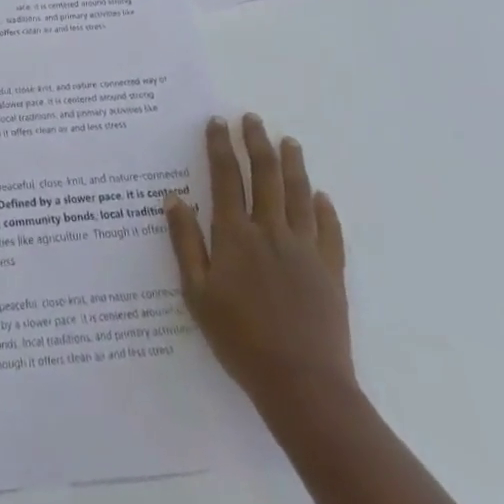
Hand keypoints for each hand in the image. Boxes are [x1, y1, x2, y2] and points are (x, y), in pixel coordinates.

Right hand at [167, 115, 353, 423]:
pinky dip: (324, 208)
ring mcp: (305, 248)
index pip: (225, 177)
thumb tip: (173, 197)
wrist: (302, 385)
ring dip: (292, 163)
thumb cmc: (240, 340)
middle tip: (251, 119)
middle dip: (256, 142)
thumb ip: (185, 242)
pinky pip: (329, 230)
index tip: (218, 122)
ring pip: (298, 193)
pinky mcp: (330, 270)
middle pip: (264, 174)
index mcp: (235, 235)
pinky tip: (321, 195)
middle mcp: (270, 230)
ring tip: (288, 141)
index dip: (220, 146)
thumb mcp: (197, 293)